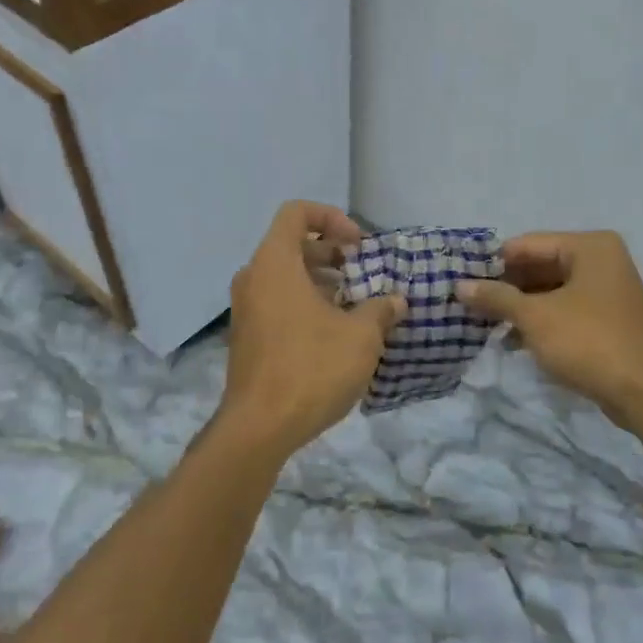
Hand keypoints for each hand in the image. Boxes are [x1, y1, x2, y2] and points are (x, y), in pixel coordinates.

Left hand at [219, 201, 405, 455]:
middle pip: (292, 245)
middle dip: (331, 253)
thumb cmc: (311, 369)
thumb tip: (396, 301)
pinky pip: (278, 303)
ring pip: (285, 277)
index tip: (359, 246)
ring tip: (355, 305)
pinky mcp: (248, 337)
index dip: (331, 218)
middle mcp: (253, 278)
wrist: (259, 428)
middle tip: (363, 274)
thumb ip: (380, 310)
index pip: (296, 213)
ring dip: (321, 282)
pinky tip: (335, 333)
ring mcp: (246, 309)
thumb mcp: (360, 337)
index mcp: (274, 264)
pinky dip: (306, 304)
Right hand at [456, 231, 642, 429]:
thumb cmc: (588, 342)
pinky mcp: (608, 318)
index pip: (528, 244)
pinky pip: (565, 309)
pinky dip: (540, 320)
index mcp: (589, 247)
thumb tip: (459, 286)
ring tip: (484, 323)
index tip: (461, 279)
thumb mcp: (535, 317)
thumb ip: (496, 298)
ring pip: (551, 290)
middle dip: (506, 287)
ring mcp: (607, 290)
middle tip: (469, 303)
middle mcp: (601, 260)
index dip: (493, 263)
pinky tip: (512, 339)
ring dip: (520, 306)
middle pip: (540, 265)